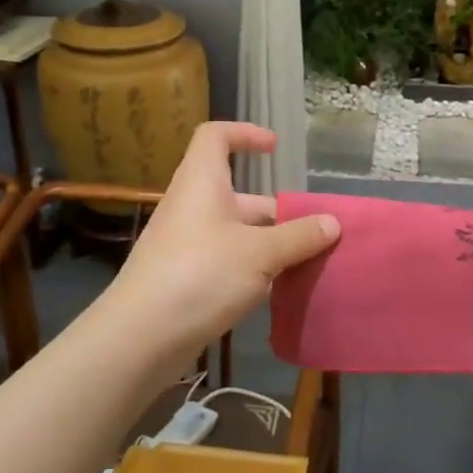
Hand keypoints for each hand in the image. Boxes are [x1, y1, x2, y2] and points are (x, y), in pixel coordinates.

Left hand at [106, 122, 338, 365]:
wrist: (140, 338)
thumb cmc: (201, 275)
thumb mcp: (260, 253)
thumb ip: (299, 237)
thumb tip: (333, 223)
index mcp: (202, 183)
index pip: (215, 136)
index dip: (245, 134)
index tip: (275, 149)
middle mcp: (192, 207)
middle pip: (238, 194)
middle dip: (278, 210)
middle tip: (314, 230)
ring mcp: (187, 244)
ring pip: (236, 232)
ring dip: (270, 243)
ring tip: (308, 262)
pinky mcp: (186, 278)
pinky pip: (227, 260)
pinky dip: (254, 269)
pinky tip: (279, 290)